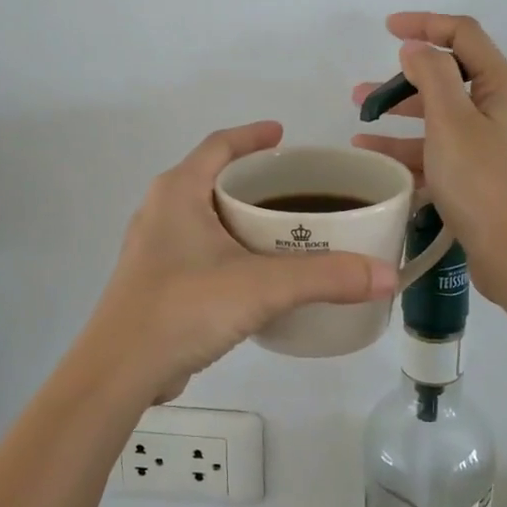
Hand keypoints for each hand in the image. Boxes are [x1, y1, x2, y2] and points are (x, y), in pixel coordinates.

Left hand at [85, 122, 396, 404]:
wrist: (120, 371)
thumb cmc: (184, 307)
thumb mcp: (262, 286)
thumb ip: (326, 277)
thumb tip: (387, 274)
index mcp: (178, 192)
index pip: (219, 144)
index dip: (252, 135)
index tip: (283, 134)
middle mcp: (161, 211)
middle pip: (212, 179)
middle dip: (253, 181)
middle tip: (296, 190)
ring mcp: (153, 248)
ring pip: (205, 217)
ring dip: (240, 218)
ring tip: (283, 230)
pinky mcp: (155, 282)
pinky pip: (199, 250)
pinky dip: (229, 249)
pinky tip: (255, 274)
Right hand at [351, 12, 506, 306]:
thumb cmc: (485, 184)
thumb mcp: (452, 122)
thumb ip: (432, 75)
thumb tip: (416, 48)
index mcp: (502, 87)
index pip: (463, 35)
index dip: (425, 24)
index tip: (386, 30)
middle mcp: (500, 109)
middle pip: (448, 78)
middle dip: (403, 81)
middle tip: (362, 94)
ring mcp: (492, 145)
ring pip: (438, 118)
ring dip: (400, 118)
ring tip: (358, 126)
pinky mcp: (481, 176)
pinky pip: (439, 151)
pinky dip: (409, 151)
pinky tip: (375, 162)